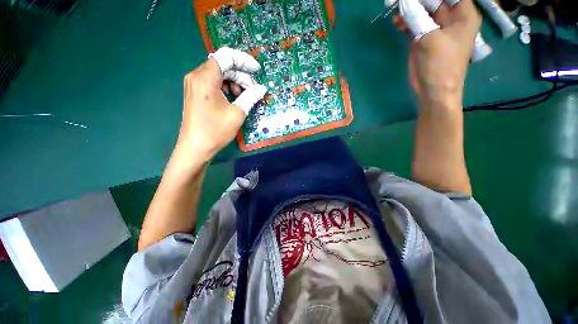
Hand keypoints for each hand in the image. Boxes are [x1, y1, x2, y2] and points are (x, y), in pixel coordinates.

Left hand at [177, 47, 267, 159]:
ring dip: (234, 82)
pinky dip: (226, 87)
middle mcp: (197, 76)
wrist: (195, 148)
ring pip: (219, 74)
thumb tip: (262, 89)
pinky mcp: (195, 92)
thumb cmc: (216, 131)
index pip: (226, 57)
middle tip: (253, 89)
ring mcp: (194, 84)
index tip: (257, 71)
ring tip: (244, 96)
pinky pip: (213, 82)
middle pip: (223, 65)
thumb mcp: (237, 113)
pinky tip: (233, 98)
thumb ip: (250, 97)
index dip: (244, 61)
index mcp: (205, 78)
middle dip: (241, 75)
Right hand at [395, 0, 480, 107]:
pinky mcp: (423, 39)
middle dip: (417, 1)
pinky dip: (405, 22)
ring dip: (409, 11)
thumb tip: (403, 3)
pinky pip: (414, 24)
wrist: (433, 90)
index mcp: (462, 14)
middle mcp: (450, 18)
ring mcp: (435, 29)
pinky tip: (397, 23)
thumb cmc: (440, 65)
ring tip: (395, 13)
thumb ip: (416, 18)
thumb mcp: (430, 38)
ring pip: (422, 11)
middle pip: (434, 1)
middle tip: (399, 2)